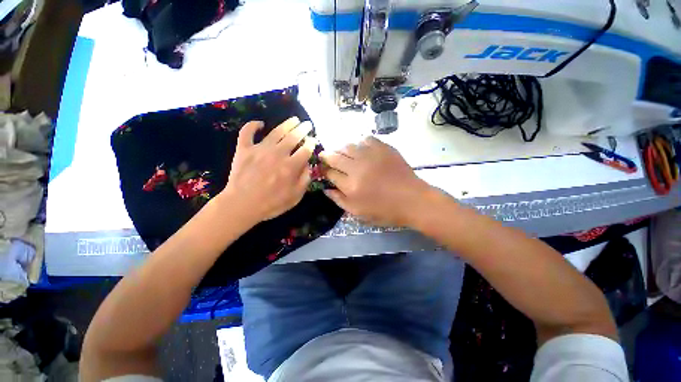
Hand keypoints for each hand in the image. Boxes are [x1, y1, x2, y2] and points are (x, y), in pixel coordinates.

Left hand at [221, 117, 315, 222]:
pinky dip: (253, 125)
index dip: (311, 143)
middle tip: (308, 124)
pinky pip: (247, 132)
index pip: (305, 150)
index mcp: (291, 166)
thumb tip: (308, 165)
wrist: (241, 205)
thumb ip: (304, 180)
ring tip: (294, 119)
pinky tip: (260, 123)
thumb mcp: (295, 197)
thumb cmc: (271, 203)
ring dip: (287, 124)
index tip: (313, 140)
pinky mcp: (244, 149)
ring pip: (276, 132)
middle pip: (294, 137)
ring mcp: (260, 149)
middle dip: (303, 129)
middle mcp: (278, 154)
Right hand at [320, 137, 430, 226]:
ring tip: (341, 153)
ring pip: (349, 146)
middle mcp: (358, 168)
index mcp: (351, 186)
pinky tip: (361, 149)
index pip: (330, 174)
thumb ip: (340, 200)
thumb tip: (326, 190)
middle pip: (335, 157)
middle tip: (324, 156)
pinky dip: (360, 143)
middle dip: (327, 156)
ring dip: (341, 149)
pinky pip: (366, 139)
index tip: (323, 170)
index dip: (324, 171)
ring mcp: (371, 156)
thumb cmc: (385, 210)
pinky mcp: (384, 148)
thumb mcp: (359, 213)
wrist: (412, 200)